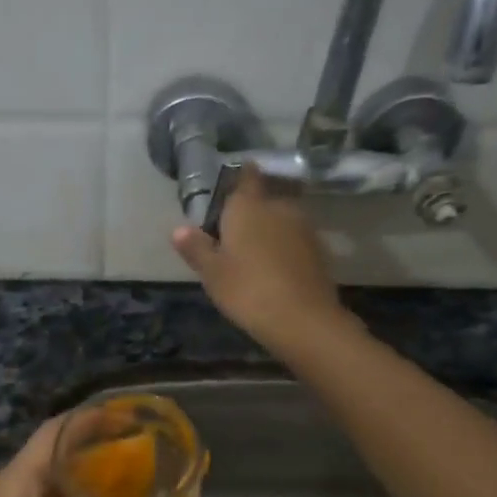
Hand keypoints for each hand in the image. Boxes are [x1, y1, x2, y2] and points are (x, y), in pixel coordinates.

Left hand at [0, 416, 181, 496]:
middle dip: (95, 453)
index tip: (129, 417)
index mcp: (14, 485)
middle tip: (143, 456)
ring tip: (133, 489)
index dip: (89, 419)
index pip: (54, 432)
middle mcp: (8, 495)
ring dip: (86, 488)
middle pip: (54, 458)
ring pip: (51, 493)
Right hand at [171, 164, 348, 355]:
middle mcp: (278, 207)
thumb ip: (196, 248)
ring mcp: (303, 227)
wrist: (302, 319)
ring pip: (282, 217)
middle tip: (236, 227)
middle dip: (254, 207)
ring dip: (271, 227)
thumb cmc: (248, 290)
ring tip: (254, 249)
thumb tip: (178, 229)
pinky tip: (275, 266)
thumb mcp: (212, 273)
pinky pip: (295, 239)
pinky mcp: (318, 249)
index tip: (232, 183)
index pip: (246, 177)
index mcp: (248, 207)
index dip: (240, 176)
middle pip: (266, 197)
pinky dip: (285, 246)